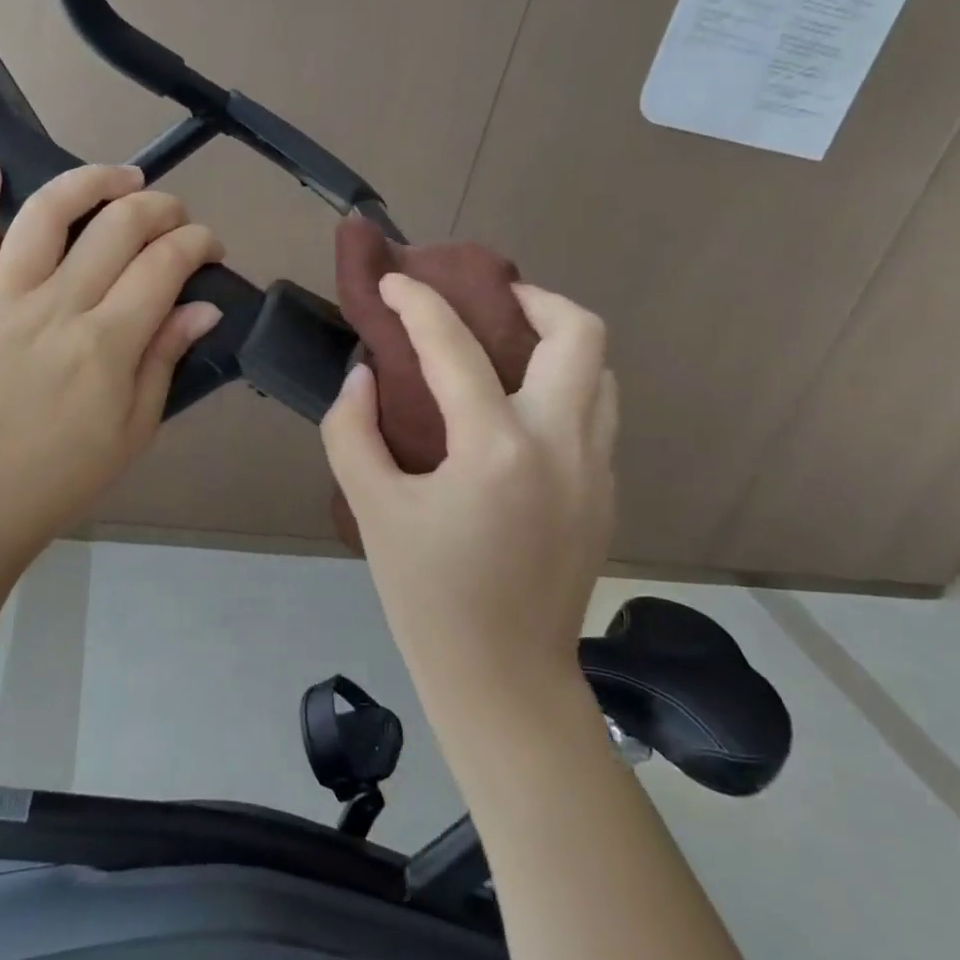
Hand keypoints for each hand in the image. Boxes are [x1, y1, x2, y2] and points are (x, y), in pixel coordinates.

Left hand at [0, 156, 224, 573]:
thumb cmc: (66, 475)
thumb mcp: (135, 428)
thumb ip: (166, 358)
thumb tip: (204, 307)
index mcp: (106, 344)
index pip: (164, 265)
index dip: (197, 243)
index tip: (211, 248)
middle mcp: (56, 308)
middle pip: (117, 227)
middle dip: (159, 208)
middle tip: (176, 217)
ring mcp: (1, 301)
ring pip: (46, 214)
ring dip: (89, 182)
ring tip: (121, 178)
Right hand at [322, 274, 617, 711]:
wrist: (503, 676)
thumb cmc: (427, 596)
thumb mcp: (371, 509)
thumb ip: (352, 431)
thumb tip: (364, 375)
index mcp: (496, 449)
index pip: (456, 347)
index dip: (418, 303)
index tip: (394, 282)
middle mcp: (562, 445)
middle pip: (580, 334)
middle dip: (534, 299)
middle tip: (490, 304)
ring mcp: (596, 469)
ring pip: (601, 373)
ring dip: (558, 344)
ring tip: (510, 351)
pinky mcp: (606, 494)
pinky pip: (596, 415)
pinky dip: (564, 390)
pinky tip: (519, 415)